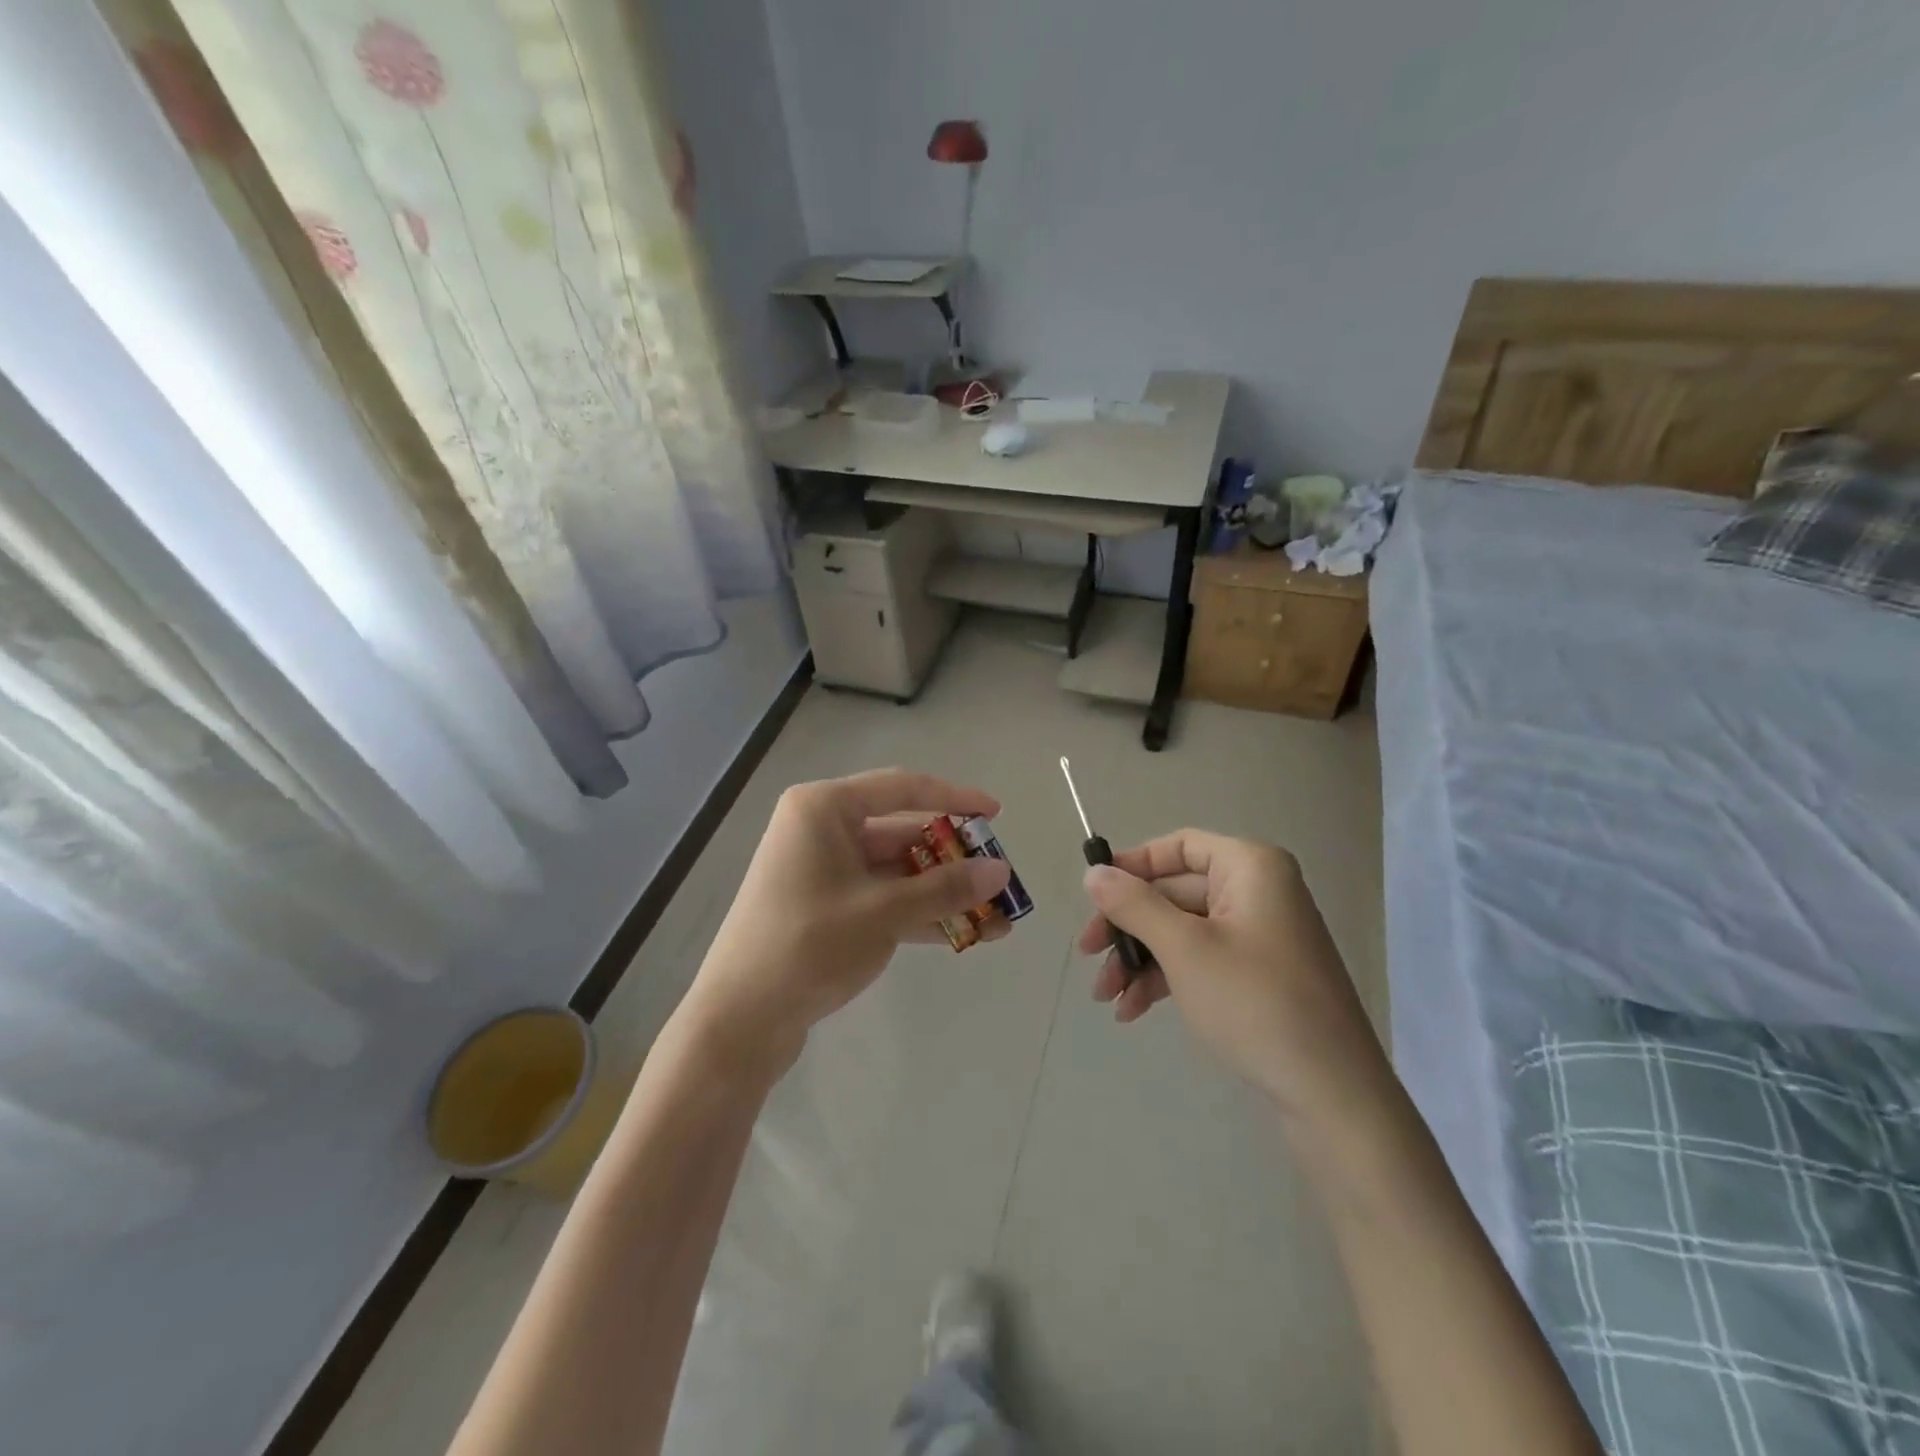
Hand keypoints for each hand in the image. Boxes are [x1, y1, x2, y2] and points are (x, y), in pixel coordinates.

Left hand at [677, 770, 1010, 1077]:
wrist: (738, 1021)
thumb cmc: (806, 945)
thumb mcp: (883, 913)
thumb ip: (945, 889)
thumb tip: (1002, 872)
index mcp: (824, 809)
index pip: (902, 788)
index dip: (953, 798)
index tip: (995, 814)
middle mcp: (822, 830)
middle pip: (903, 833)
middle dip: (954, 860)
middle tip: (1000, 879)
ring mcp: (824, 871)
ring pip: (898, 871)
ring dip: (944, 893)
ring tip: (997, 917)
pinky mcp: (828, 908)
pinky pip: (884, 899)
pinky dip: (921, 914)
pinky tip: (965, 935)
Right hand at [1076, 830, 1375, 1105]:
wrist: (1333, 1094)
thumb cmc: (1255, 1003)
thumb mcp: (1184, 948)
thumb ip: (1134, 905)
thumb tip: (1093, 872)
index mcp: (1250, 867)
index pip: (1178, 847)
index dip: (1132, 866)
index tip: (1093, 895)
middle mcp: (1258, 891)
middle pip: (1174, 892)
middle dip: (1127, 927)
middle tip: (1087, 955)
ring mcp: (1260, 934)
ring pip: (1181, 930)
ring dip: (1139, 959)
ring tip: (1106, 997)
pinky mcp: (1259, 973)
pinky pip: (1200, 958)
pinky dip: (1165, 978)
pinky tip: (1133, 1010)